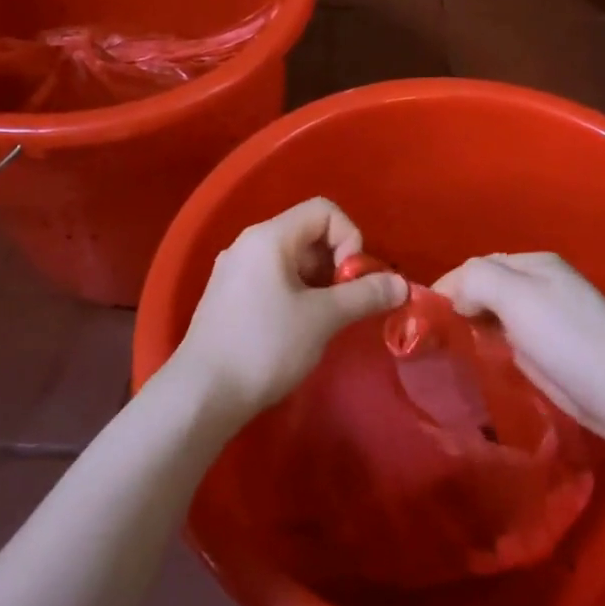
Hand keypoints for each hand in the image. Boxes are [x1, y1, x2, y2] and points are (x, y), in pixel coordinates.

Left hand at [176, 197, 406, 419]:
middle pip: (308, 233)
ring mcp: (235, 271)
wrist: (202, 395)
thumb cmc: (265, 346)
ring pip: (292, 260)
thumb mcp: (322, 319)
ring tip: (326, 320)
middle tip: (346, 304)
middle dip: (337, 263)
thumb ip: (365, 295)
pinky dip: (297, 294)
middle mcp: (249, 244)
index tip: (352, 280)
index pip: (324, 211)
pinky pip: (274, 279)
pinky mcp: (229, 297)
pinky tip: (299, 329)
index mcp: (269, 237)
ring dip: (320, 282)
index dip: (350, 238)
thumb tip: (402, 285)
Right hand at [433, 252, 604, 450]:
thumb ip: (477, 281)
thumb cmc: (570, 339)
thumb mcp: (517, 297)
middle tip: (430, 338)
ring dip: (473, 328)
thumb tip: (455, 296)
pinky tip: (479, 362)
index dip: (448, 287)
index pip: (476, 266)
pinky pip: (509, 341)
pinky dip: (491, 347)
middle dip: (458, 307)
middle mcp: (541, 285)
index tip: (421, 318)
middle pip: (486, 289)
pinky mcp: (552, 353)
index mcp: (534, 264)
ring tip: (446, 351)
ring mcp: (548, 320)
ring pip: (496, 316)